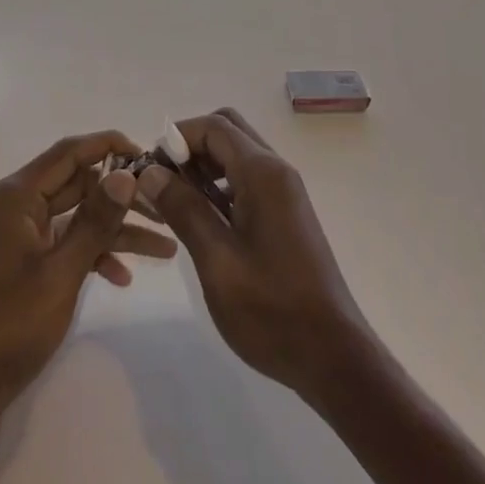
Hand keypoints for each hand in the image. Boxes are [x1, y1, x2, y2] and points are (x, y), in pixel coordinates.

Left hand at [0, 131, 177, 410]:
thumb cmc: (9, 326)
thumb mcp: (61, 273)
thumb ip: (96, 220)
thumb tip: (126, 173)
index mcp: (16, 195)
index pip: (69, 152)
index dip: (110, 146)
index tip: (150, 157)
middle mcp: (16, 204)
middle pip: (77, 182)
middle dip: (121, 195)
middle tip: (164, 209)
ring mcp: (19, 233)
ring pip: (77, 215)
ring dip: (115, 229)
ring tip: (164, 247)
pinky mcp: (23, 260)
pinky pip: (65, 242)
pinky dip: (92, 254)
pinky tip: (123, 278)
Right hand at [135, 108, 366, 400]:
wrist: (334, 357)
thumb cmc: (272, 310)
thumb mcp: (217, 260)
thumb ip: (183, 209)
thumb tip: (150, 171)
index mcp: (262, 173)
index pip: (214, 126)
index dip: (177, 137)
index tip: (150, 167)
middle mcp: (276, 171)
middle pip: (228, 131)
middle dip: (190, 146)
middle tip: (163, 182)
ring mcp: (284, 192)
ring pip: (237, 155)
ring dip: (203, 166)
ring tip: (175, 203)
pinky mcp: (285, 214)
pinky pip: (247, 179)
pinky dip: (220, 185)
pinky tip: (202, 220)